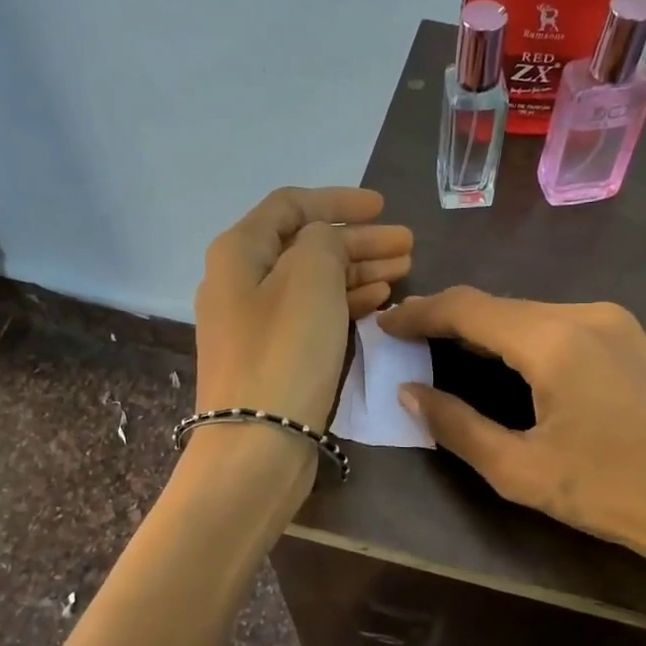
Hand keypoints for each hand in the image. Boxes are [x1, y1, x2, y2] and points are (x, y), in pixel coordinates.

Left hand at [194, 187, 411, 433]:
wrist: (258, 445)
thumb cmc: (285, 352)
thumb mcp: (309, 277)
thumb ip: (324, 241)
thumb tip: (326, 243)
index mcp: (238, 252)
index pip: (291, 205)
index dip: (338, 201)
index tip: (383, 207)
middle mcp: (240, 282)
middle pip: (306, 246)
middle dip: (358, 240)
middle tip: (407, 245)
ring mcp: (255, 324)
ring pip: (313, 282)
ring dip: (358, 271)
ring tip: (403, 271)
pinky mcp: (273, 358)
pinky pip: (313, 315)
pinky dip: (345, 303)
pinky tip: (377, 303)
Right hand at [379, 288, 645, 645]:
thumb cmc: (612, 494)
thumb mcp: (520, 470)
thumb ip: (457, 426)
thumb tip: (410, 393)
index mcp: (554, 339)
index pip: (468, 308)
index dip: (420, 313)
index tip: (384, 325)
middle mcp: (585, 313)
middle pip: (498, 306)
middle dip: (449, 320)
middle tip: (407, 340)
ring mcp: (615, 322)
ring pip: (529, 313)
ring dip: (485, 329)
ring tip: (445, 350)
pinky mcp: (631, 338)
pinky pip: (558, 325)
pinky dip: (520, 337)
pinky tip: (504, 361)